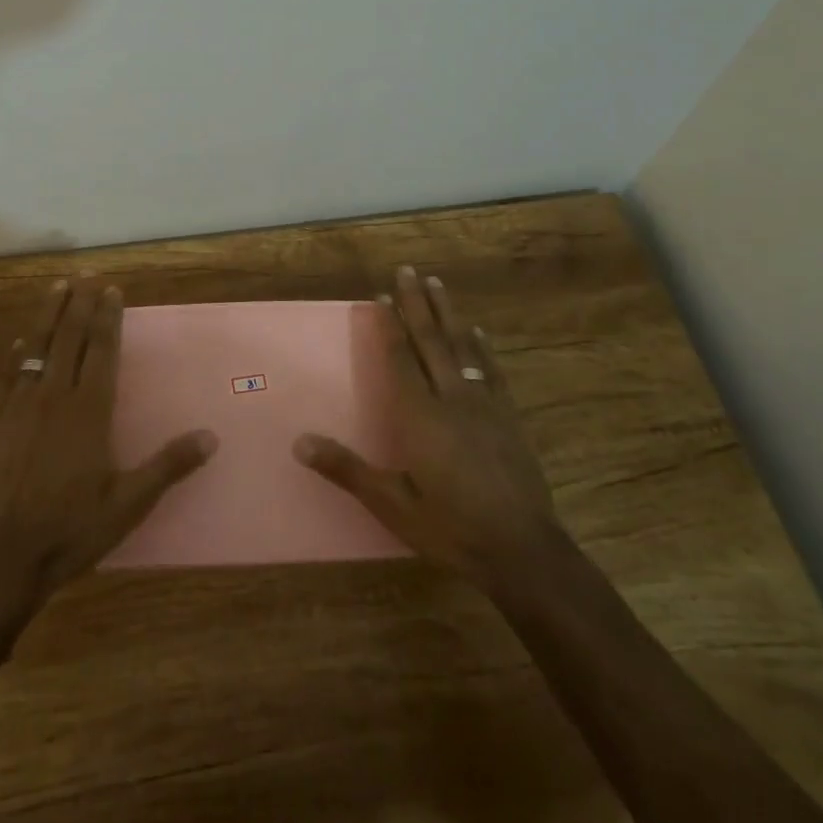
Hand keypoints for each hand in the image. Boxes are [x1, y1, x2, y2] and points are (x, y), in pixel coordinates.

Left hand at [0, 280, 216, 601]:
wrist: (4, 555)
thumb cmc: (72, 528)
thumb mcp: (130, 503)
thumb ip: (169, 465)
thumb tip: (211, 437)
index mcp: (90, 410)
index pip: (102, 351)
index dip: (108, 318)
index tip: (111, 290)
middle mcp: (55, 396)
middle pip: (69, 338)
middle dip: (79, 304)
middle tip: (86, 276)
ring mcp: (20, 406)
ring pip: (37, 347)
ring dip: (48, 315)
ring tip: (57, 287)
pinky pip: (6, 376)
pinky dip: (15, 353)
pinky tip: (19, 341)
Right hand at [293, 265, 558, 587]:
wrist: (524, 552)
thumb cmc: (451, 528)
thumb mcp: (392, 505)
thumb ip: (347, 469)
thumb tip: (299, 442)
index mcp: (420, 416)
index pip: (400, 359)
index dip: (389, 326)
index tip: (380, 296)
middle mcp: (451, 398)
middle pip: (431, 340)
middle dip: (417, 303)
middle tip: (408, 270)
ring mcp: (484, 405)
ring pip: (463, 347)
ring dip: (448, 313)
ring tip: (437, 284)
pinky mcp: (509, 418)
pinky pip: (492, 370)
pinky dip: (482, 347)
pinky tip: (479, 332)